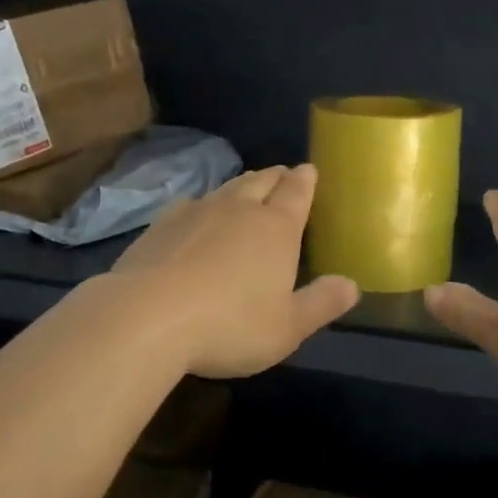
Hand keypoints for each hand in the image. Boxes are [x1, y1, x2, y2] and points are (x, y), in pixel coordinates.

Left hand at [110, 164, 360, 378]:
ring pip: (227, 188)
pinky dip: (204, 205)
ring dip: (242, 186)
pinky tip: (198, 215)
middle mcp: (239, 209)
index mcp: (276, 228)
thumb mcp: (288, 327)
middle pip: (262, 181)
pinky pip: (192, 204)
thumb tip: (352, 284)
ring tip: (248, 189)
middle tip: (284, 175)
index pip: (297, 192)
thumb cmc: (230, 325)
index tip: (309, 170)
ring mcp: (196, 212)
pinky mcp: (161, 225)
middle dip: (277, 176)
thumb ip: (321, 303)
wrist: (146, 318)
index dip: (306, 180)